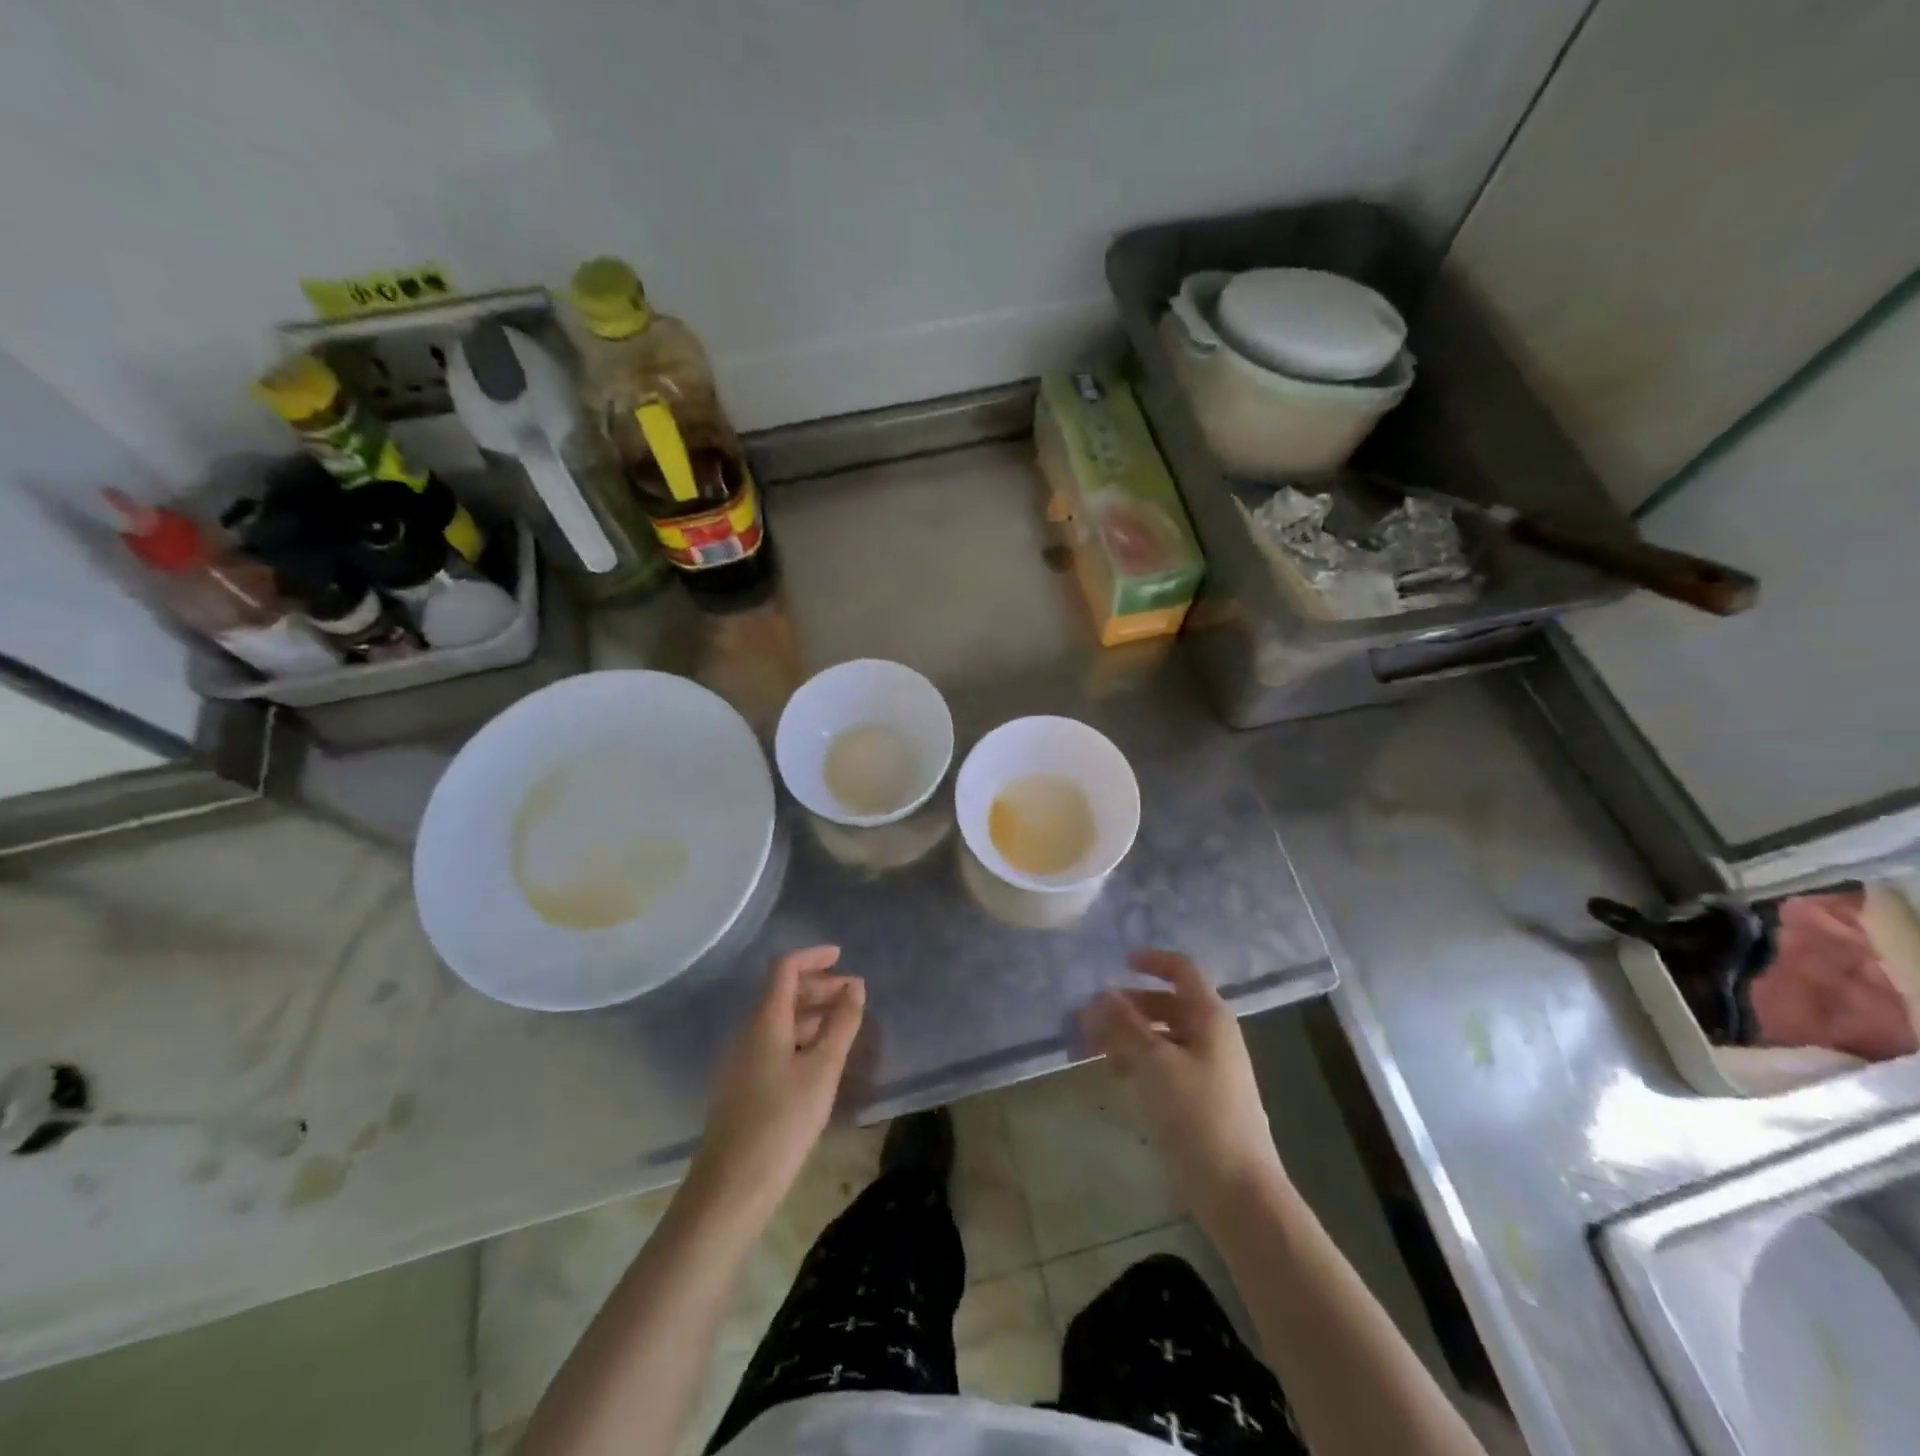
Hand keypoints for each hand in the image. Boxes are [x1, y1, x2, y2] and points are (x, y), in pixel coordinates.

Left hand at [691, 947, 865, 1216]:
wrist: (731, 1188)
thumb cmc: (782, 1122)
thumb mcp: (823, 1069)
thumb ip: (841, 1023)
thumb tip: (855, 986)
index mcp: (765, 1021)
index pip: (785, 969)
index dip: (814, 957)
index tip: (843, 957)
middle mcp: (748, 1032)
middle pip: (782, 993)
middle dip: (819, 987)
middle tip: (854, 997)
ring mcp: (741, 1060)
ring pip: (779, 1021)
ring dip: (812, 1014)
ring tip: (845, 1027)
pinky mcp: (742, 1086)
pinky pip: (774, 1044)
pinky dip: (801, 1038)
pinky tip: (820, 1060)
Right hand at [1083, 949, 1284, 1224]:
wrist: (1237, 1190)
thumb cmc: (1197, 1114)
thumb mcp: (1154, 1063)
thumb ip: (1125, 1025)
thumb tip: (1101, 995)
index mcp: (1210, 1017)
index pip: (1182, 971)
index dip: (1152, 961)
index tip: (1118, 963)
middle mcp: (1211, 1036)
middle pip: (1166, 1004)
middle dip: (1128, 1006)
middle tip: (1089, 1017)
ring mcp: (1207, 1069)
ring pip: (1162, 1036)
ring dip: (1128, 1035)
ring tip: (1094, 1048)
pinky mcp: (1199, 1099)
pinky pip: (1164, 1065)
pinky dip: (1139, 1062)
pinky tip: (1116, 1076)